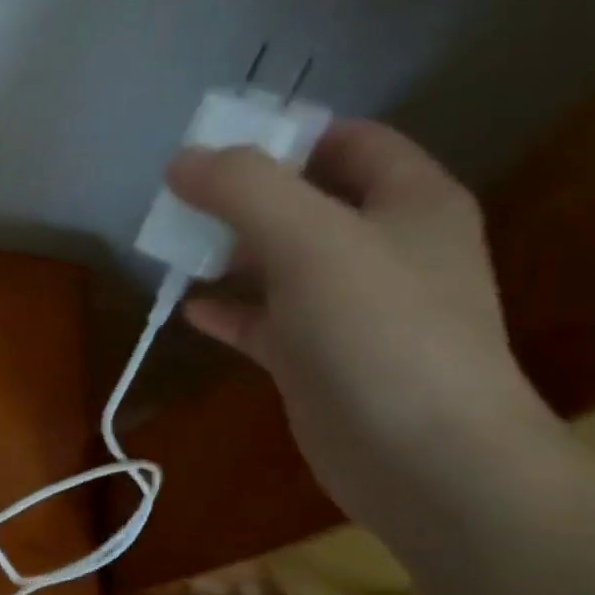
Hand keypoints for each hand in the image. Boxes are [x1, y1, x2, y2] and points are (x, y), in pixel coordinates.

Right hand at [167, 120, 558, 534]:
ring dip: (228, 252)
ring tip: (171, 245)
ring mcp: (350, 308)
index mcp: (408, 204)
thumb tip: (182, 160)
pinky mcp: (317, 358)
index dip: (287, 135)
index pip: (351, 142)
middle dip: (242, 196)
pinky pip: (264, 320)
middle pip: (306, 201)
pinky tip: (188, 309)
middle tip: (177, 198)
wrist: (423, 460)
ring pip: (279, 262)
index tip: (217, 144)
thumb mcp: (311, 241)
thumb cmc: (380, 333)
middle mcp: (384, 248)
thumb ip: (244, 189)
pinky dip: (228, 310)